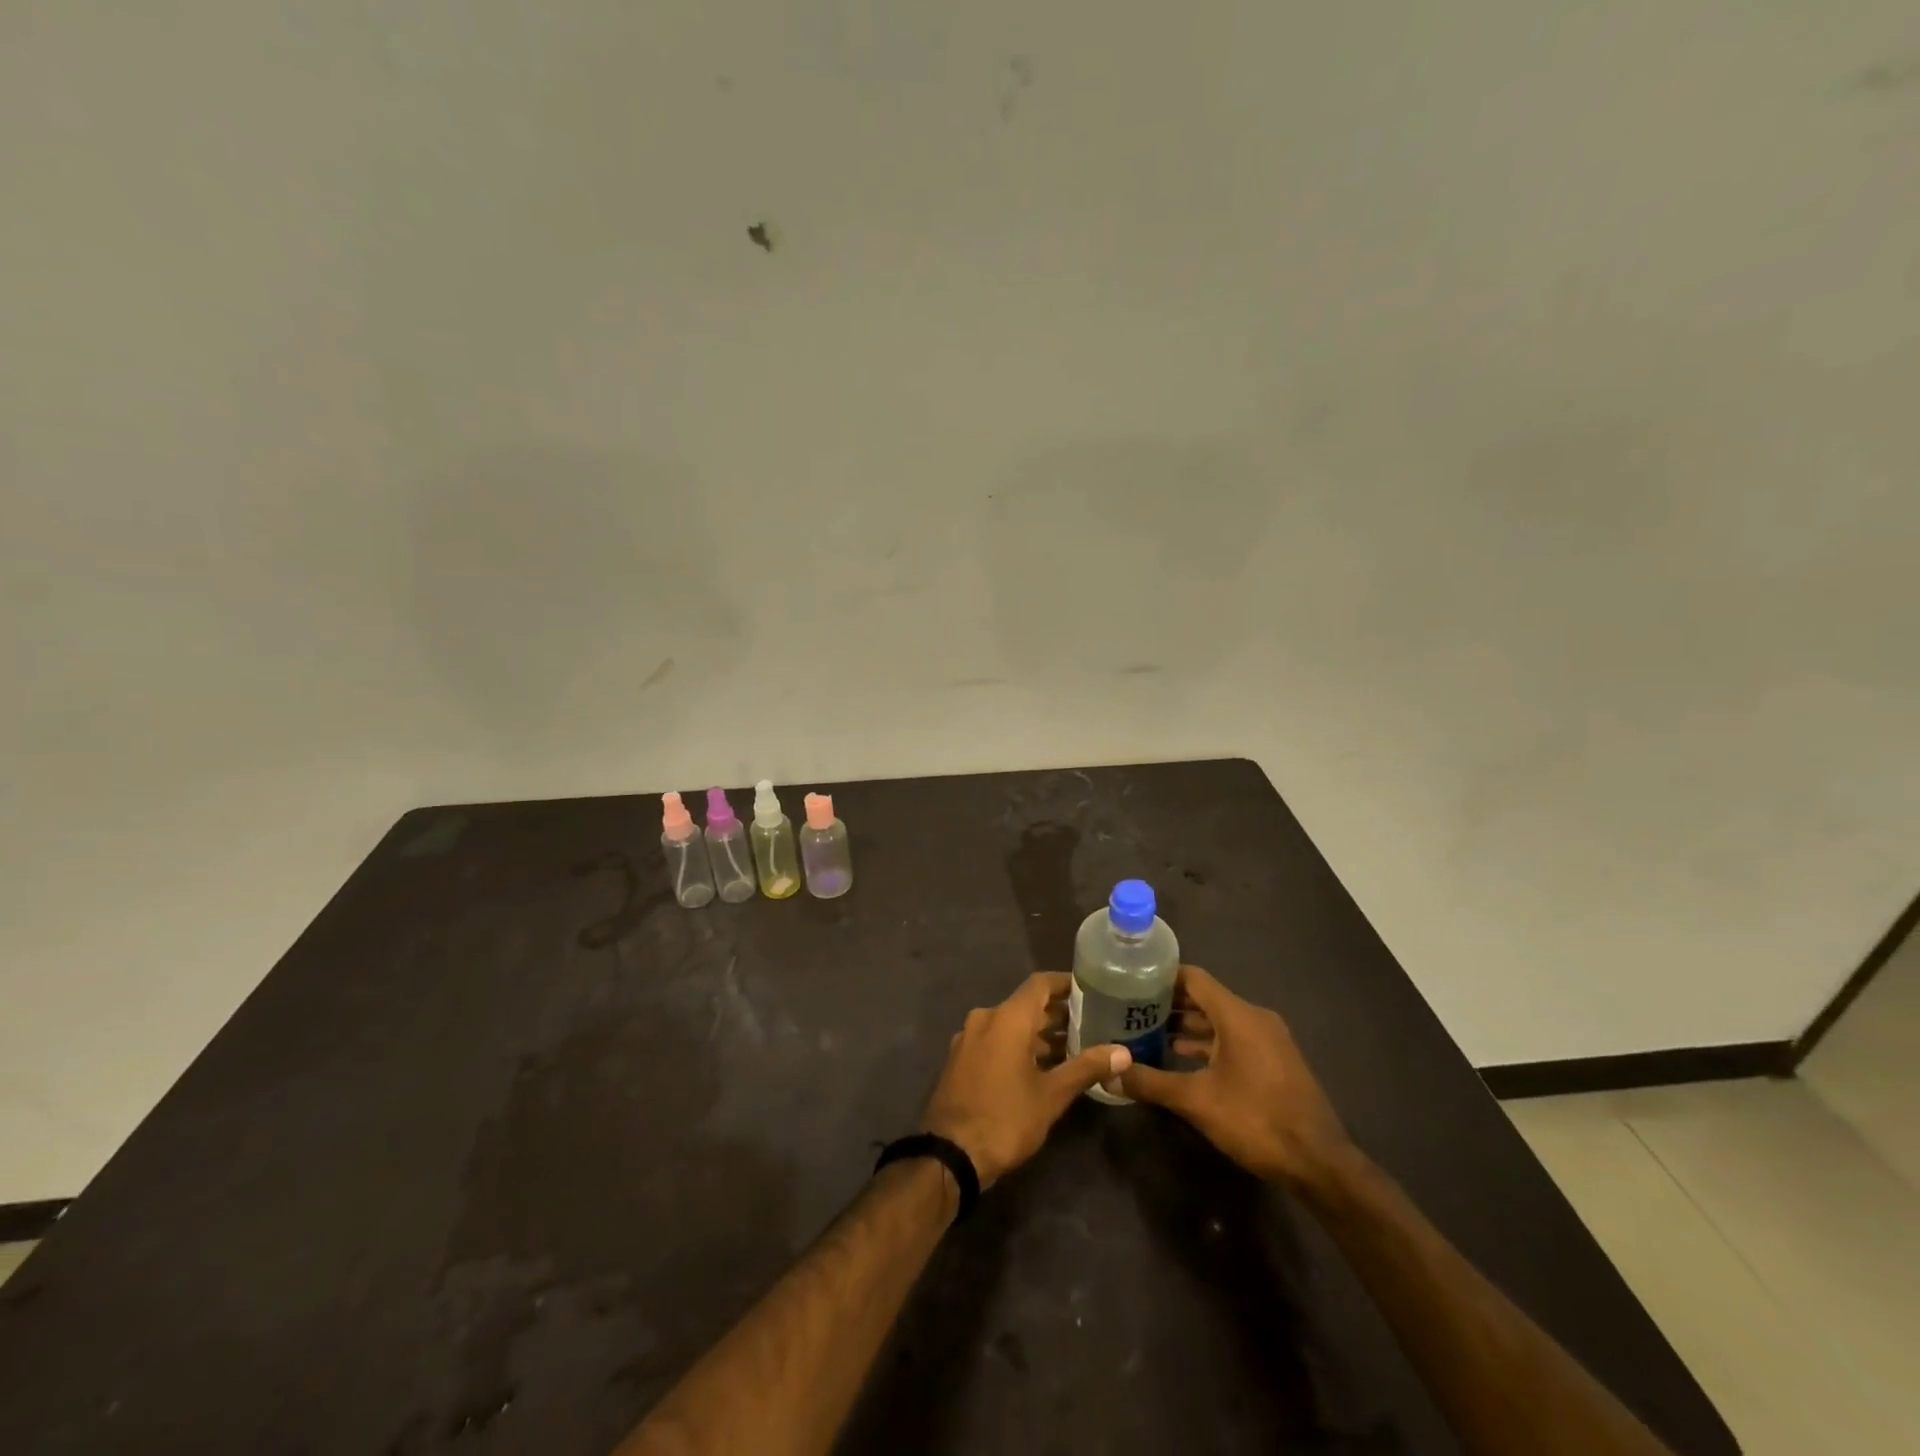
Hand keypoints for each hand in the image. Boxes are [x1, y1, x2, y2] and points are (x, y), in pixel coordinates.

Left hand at [920, 972, 1131, 1189]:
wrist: (949, 1155)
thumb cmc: (1005, 1118)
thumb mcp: (1051, 1095)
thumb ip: (1086, 1068)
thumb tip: (1124, 1053)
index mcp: (1006, 1017)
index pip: (1040, 984)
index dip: (1066, 983)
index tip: (1092, 989)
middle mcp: (985, 1018)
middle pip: (1026, 1005)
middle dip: (1058, 1014)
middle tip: (1092, 1024)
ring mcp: (969, 1039)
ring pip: (1010, 1025)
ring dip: (1039, 1034)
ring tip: (1073, 1049)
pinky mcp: (961, 1060)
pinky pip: (995, 1041)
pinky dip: (1018, 1047)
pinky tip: (1040, 1068)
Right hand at [1119, 966, 1351, 1189]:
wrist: (1319, 1163)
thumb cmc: (1256, 1120)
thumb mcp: (1196, 1101)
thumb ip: (1151, 1083)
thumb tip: (1109, 1074)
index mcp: (1237, 1015)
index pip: (1193, 978)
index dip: (1160, 977)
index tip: (1130, 982)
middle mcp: (1254, 1018)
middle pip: (1205, 998)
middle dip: (1169, 1004)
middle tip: (1132, 1010)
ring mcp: (1268, 1039)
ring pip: (1219, 1020)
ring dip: (1187, 1026)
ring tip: (1149, 1034)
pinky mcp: (1274, 1061)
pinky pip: (1234, 1038)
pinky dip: (1208, 1043)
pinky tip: (1182, 1058)